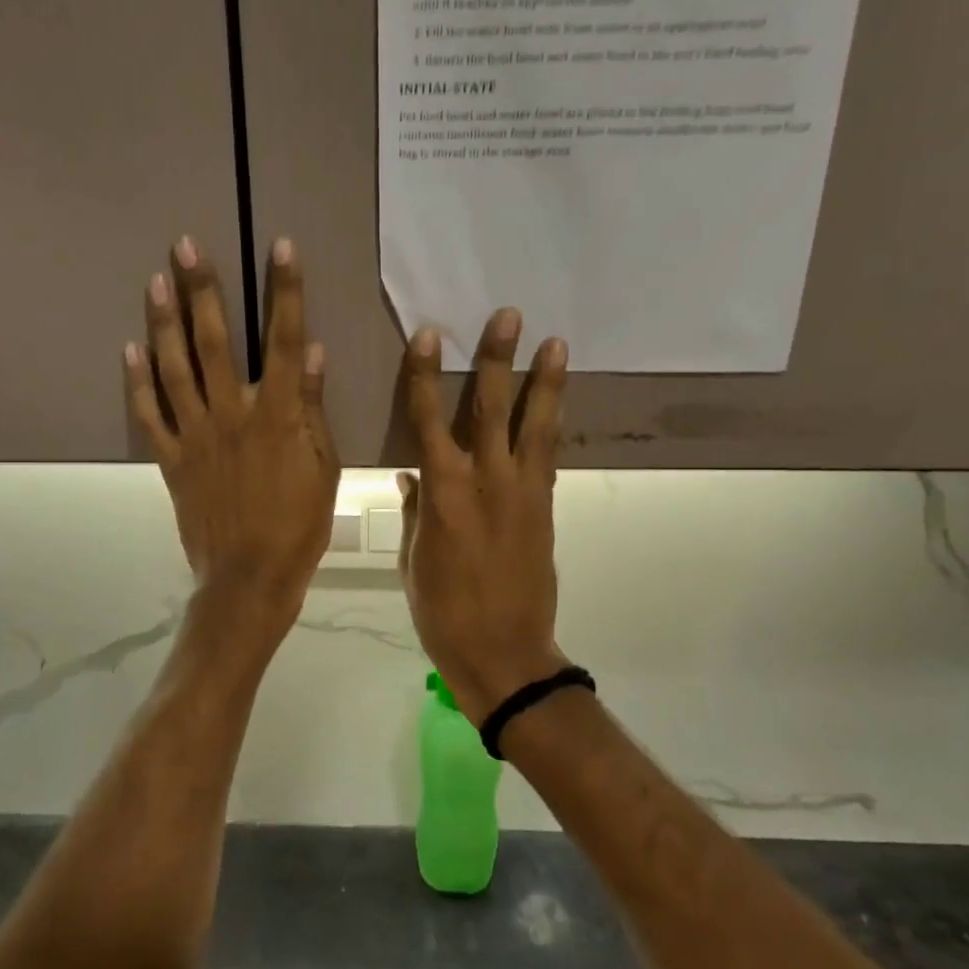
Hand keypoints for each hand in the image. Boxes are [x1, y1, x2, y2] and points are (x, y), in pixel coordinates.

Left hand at [125, 237, 338, 642]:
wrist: (250, 578)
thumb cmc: (299, 526)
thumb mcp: (323, 470)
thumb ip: (311, 410)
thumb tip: (311, 353)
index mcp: (275, 416)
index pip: (283, 341)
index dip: (285, 292)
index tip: (281, 248)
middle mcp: (230, 414)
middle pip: (213, 342)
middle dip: (202, 290)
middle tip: (184, 246)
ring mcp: (195, 436)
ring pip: (174, 369)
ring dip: (164, 322)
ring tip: (155, 281)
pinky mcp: (172, 460)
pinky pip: (149, 415)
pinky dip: (137, 383)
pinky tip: (129, 349)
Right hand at [398, 309, 569, 721]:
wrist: (503, 652)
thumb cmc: (443, 612)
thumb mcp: (412, 561)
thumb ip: (414, 512)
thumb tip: (411, 476)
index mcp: (441, 494)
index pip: (429, 420)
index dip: (426, 375)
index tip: (429, 335)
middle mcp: (484, 481)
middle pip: (490, 408)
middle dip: (498, 359)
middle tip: (508, 316)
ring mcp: (521, 492)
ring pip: (532, 425)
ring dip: (543, 382)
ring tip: (554, 342)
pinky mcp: (545, 507)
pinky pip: (547, 455)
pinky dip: (551, 424)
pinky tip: (556, 402)